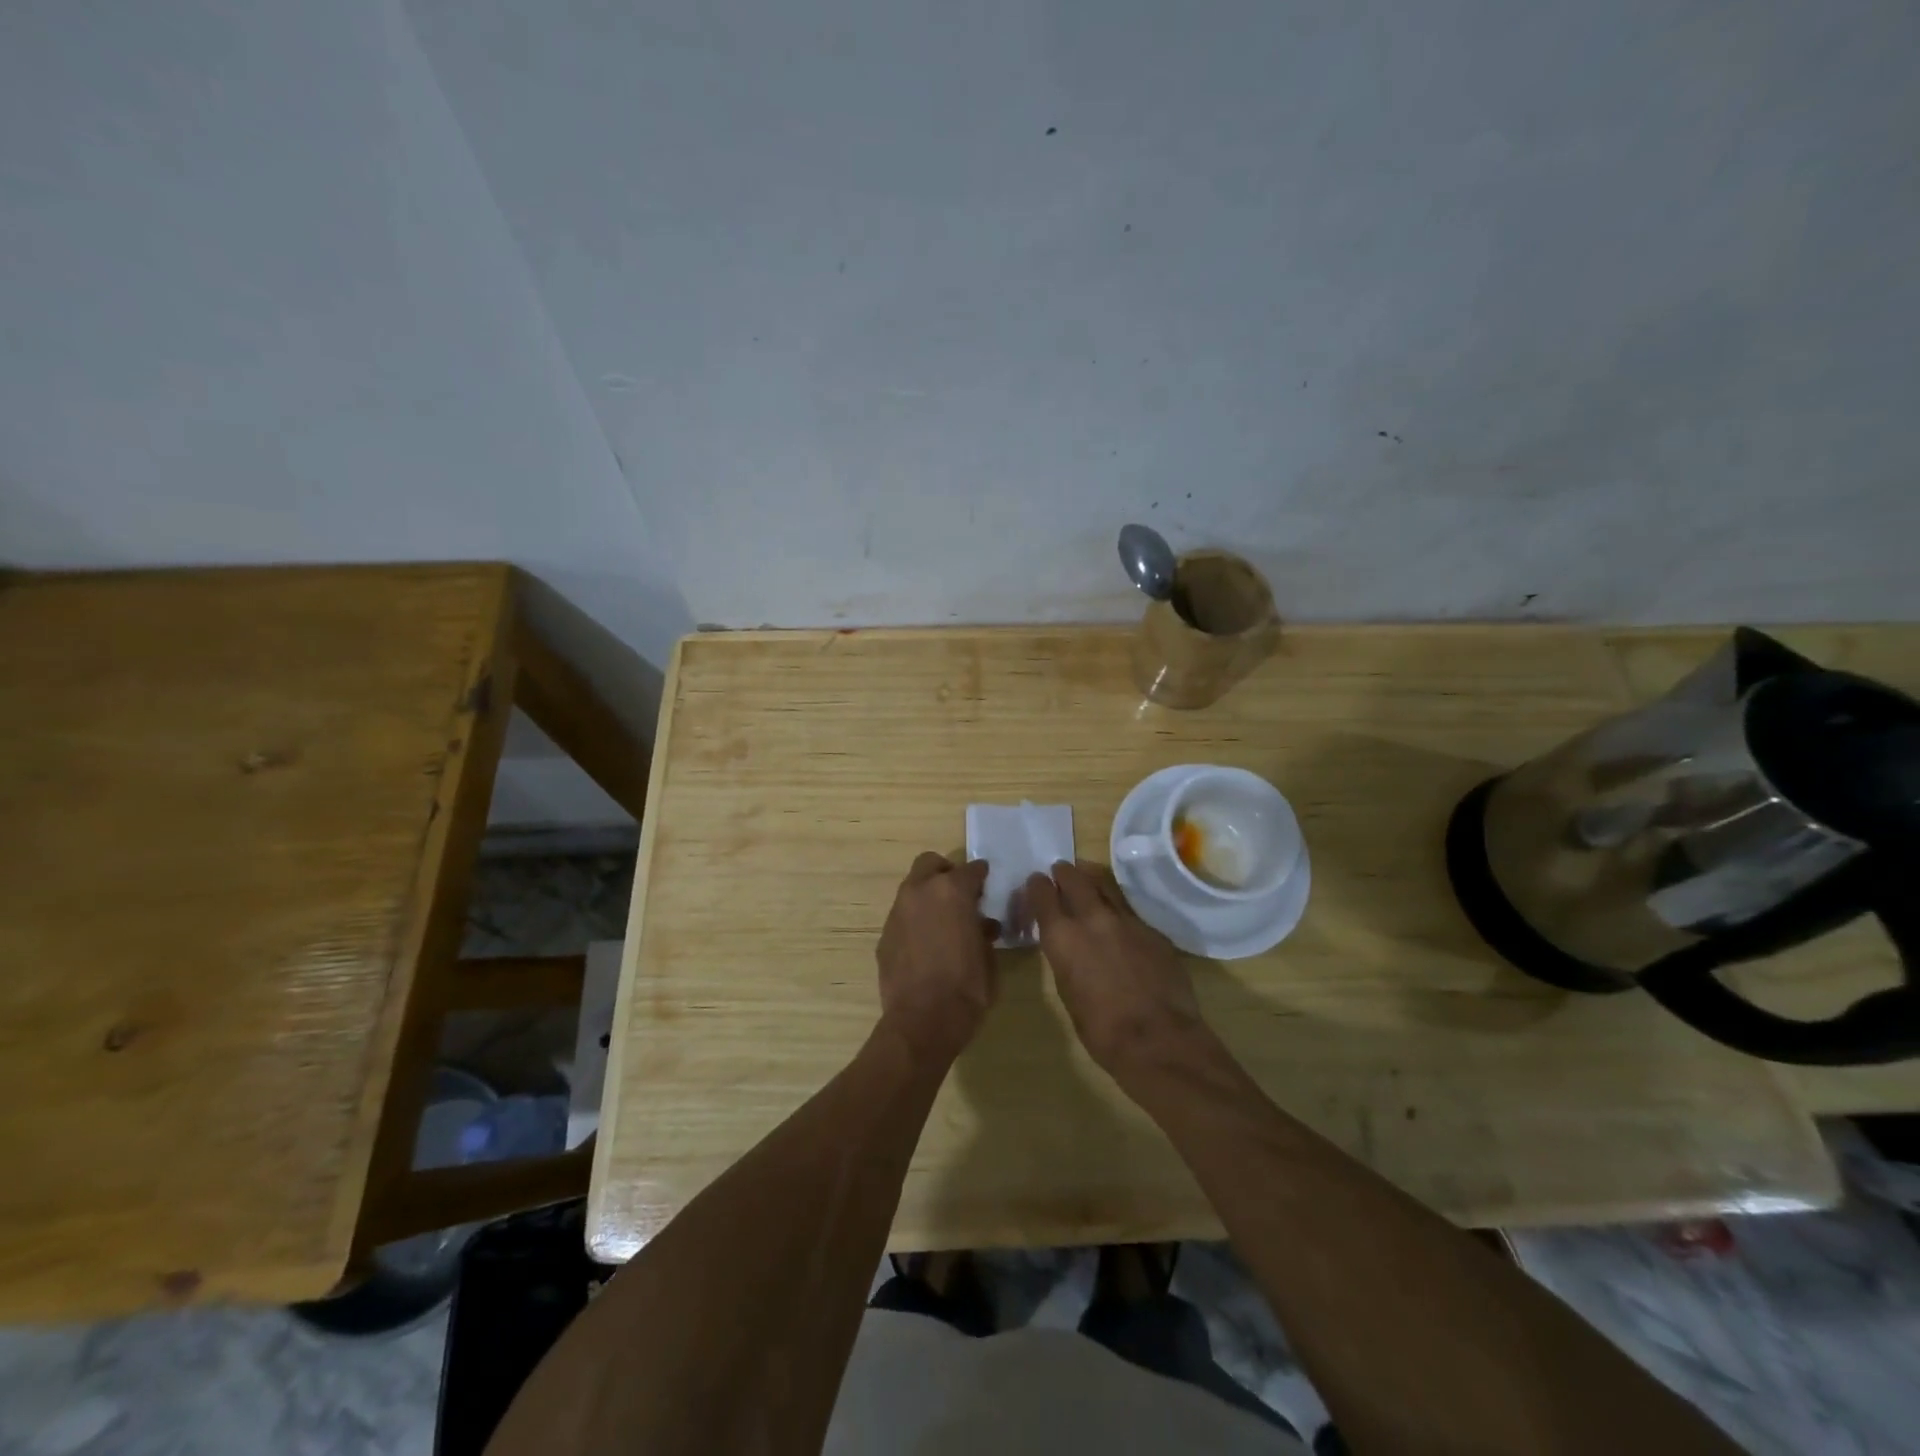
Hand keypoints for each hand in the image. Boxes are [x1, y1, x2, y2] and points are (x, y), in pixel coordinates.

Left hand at [876, 853, 999, 1062]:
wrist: (923, 1021)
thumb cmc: (967, 988)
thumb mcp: (988, 957)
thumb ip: (983, 932)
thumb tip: (982, 926)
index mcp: (952, 891)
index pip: (971, 870)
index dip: (981, 875)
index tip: (986, 882)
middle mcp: (921, 892)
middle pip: (930, 863)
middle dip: (945, 872)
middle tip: (959, 893)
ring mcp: (897, 913)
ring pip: (912, 889)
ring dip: (928, 897)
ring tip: (943, 921)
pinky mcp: (884, 935)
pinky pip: (903, 917)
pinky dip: (915, 921)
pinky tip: (925, 945)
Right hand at [1026, 861, 1210, 1079]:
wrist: (1159, 1040)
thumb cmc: (1102, 1030)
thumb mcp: (1068, 992)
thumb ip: (1067, 960)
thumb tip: (1070, 948)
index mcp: (1063, 937)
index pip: (1043, 894)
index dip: (1037, 886)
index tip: (1036, 882)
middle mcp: (1092, 918)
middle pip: (1075, 879)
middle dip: (1065, 873)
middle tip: (1061, 870)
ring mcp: (1127, 920)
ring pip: (1106, 886)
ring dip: (1092, 880)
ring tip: (1088, 878)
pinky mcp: (1153, 930)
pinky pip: (1130, 911)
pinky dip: (1119, 910)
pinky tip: (1120, 923)